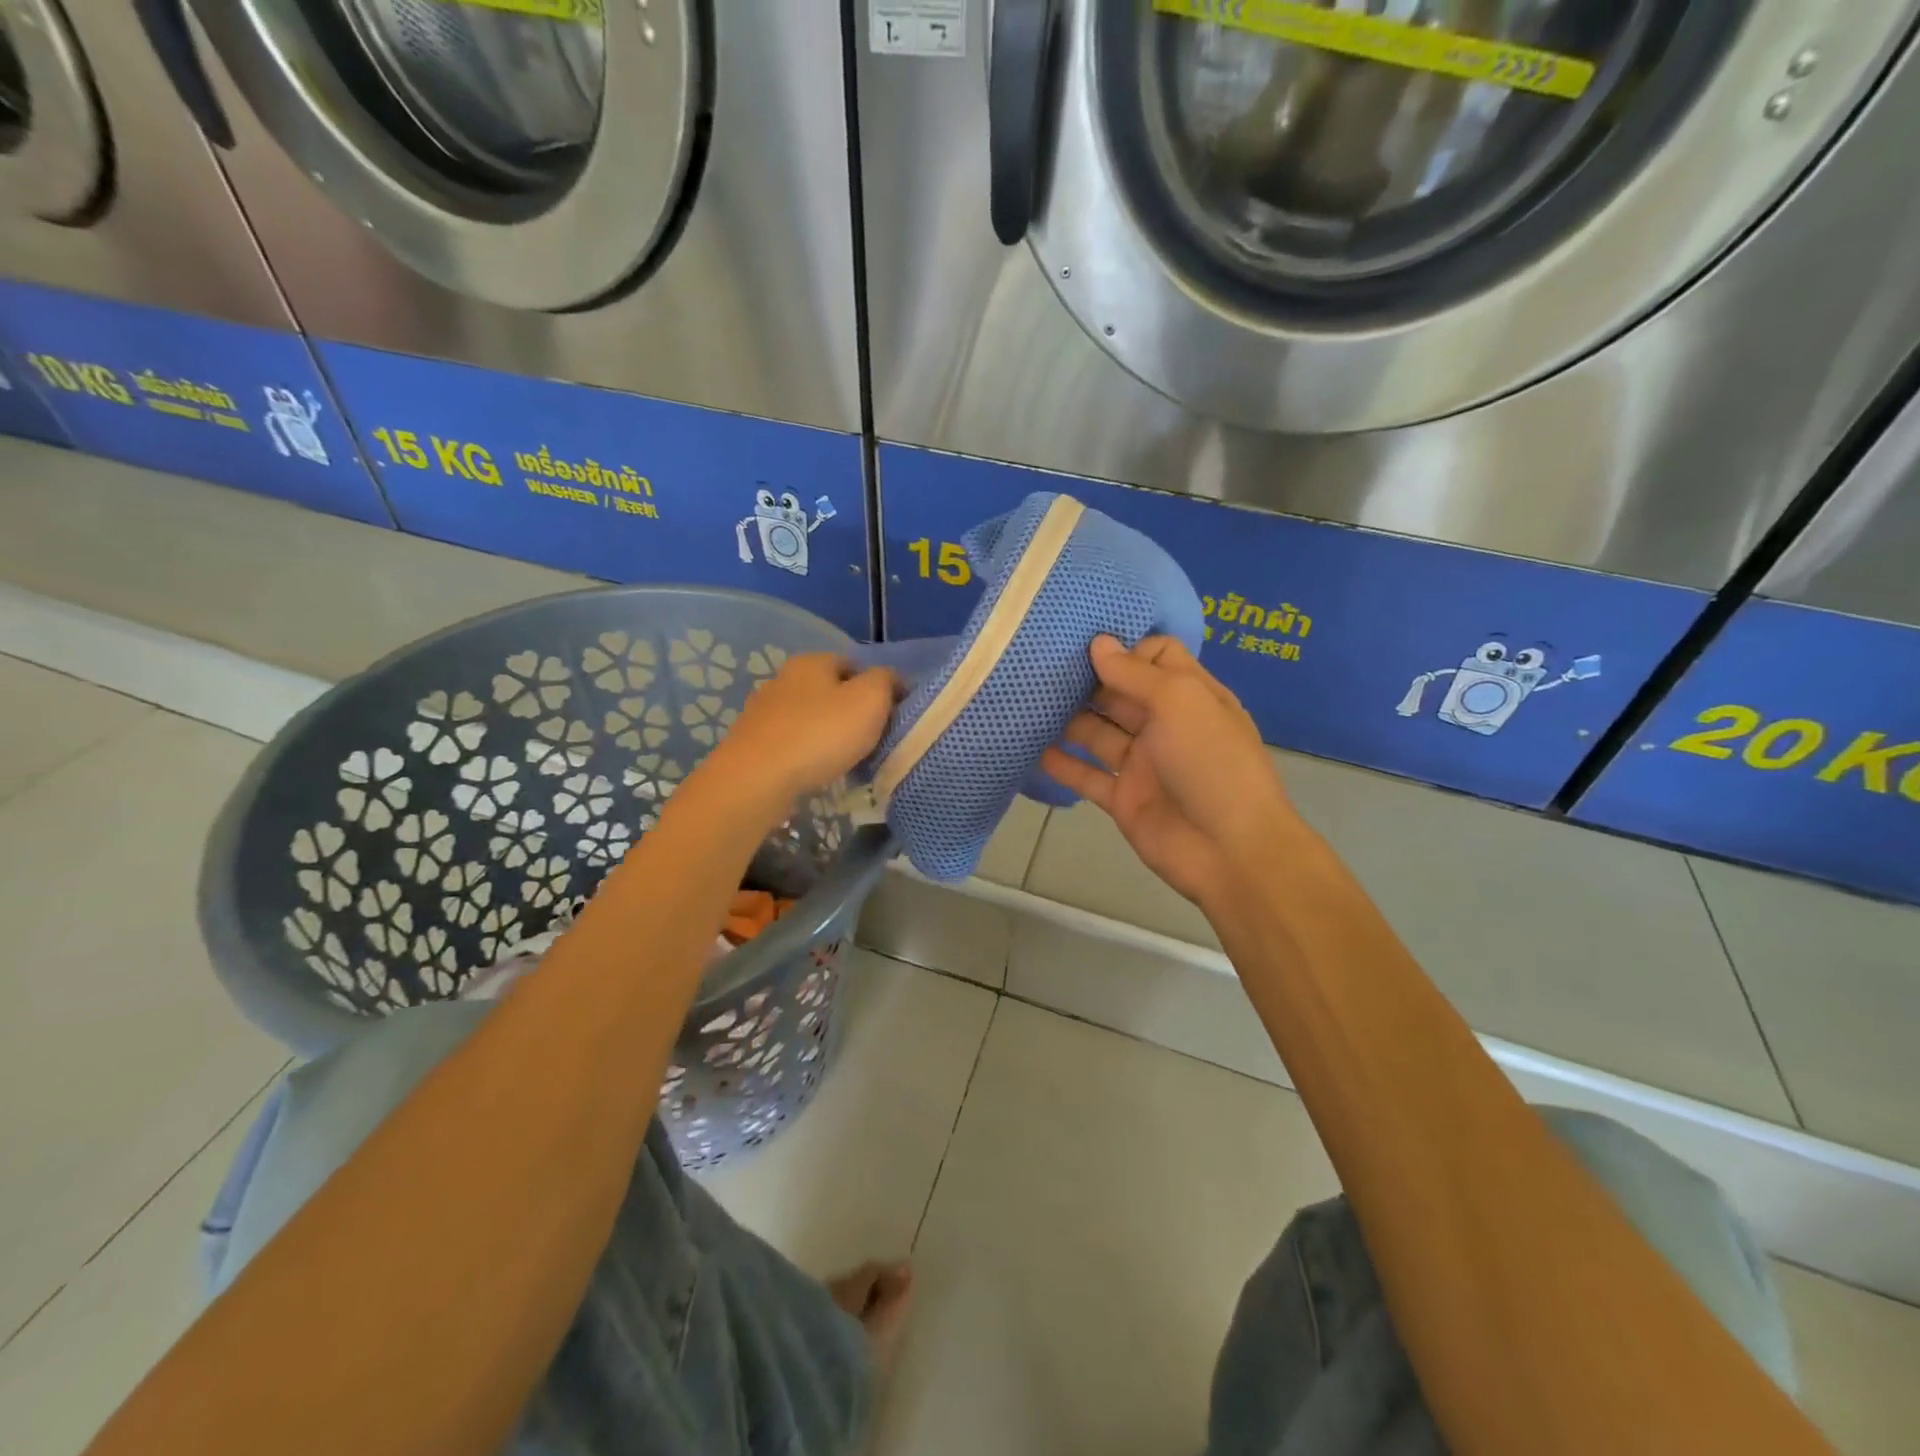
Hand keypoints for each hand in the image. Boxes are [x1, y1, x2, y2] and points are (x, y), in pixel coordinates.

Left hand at [699, 653, 895, 811]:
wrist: (756, 779)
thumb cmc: (820, 734)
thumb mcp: (870, 700)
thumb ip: (886, 682)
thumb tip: (891, 680)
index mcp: (812, 662)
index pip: (854, 664)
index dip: (877, 686)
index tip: (892, 714)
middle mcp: (783, 678)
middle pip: (829, 691)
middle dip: (851, 711)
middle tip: (872, 739)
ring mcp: (763, 711)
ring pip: (809, 717)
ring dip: (827, 734)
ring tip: (847, 759)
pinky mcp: (751, 742)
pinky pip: (791, 742)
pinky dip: (806, 753)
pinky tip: (817, 771)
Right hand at [1039, 636, 1298, 907]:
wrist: (1228, 850)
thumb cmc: (1211, 761)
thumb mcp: (1179, 701)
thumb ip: (1135, 673)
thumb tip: (1098, 643)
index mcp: (1190, 696)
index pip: (1157, 657)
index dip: (1126, 649)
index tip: (1086, 646)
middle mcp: (1166, 724)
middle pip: (1121, 693)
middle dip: (1087, 680)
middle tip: (1043, 668)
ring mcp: (1143, 763)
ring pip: (1099, 733)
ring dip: (1069, 719)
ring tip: (1030, 704)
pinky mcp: (1123, 798)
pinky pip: (1087, 776)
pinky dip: (1063, 765)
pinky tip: (1033, 750)